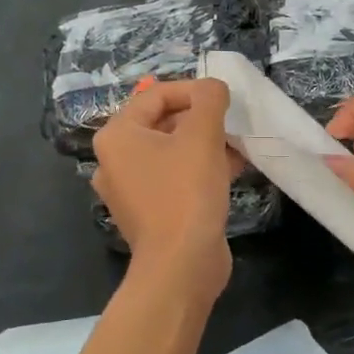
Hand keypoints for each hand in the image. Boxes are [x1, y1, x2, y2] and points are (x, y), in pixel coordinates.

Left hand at [92, 79, 237, 299]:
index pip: (156, 95)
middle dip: (201, 119)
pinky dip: (200, 169)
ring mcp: (131, 189)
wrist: (181, 265)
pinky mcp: (151, 212)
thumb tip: (213, 87)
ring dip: (205, 144)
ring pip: (172, 152)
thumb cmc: (186, 192)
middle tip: (232, 122)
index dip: (194, 90)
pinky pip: (175, 178)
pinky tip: (232, 169)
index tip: (225, 99)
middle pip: (163, 123)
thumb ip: (210, 100)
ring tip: (237, 145)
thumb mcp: (202, 136)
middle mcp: (116, 160)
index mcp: (117, 136)